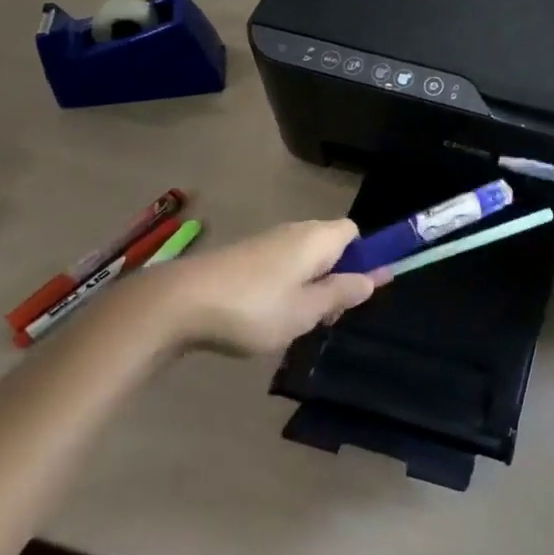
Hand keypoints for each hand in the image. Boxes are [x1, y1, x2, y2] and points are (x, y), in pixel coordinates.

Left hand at [142, 219, 378, 355]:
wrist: (180, 303)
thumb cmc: (254, 307)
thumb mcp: (307, 310)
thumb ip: (342, 293)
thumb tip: (373, 277)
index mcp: (318, 238)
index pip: (355, 233)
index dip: (363, 258)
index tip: (358, 291)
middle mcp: (295, 230)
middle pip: (330, 246)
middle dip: (335, 278)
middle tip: (325, 316)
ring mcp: (266, 241)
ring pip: (304, 258)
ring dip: (308, 286)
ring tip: (294, 323)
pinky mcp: (242, 256)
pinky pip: (280, 266)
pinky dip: (283, 287)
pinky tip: (266, 317)